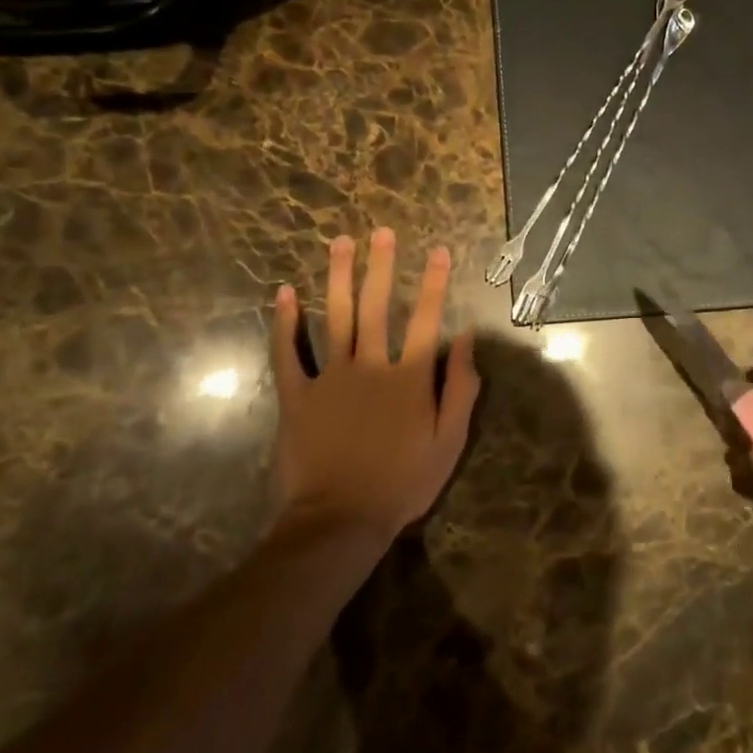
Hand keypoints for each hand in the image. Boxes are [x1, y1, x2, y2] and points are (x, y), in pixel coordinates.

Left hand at [269, 228, 479, 545]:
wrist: (339, 521)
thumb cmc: (402, 483)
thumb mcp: (449, 441)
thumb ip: (461, 388)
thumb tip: (468, 339)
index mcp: (409, 377)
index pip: (426, 319)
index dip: (434, 282)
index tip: (438, 250)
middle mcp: (370, 365)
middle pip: (376, 306)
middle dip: (381, 266)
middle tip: (381, 232)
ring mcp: (329, 377)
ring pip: (334, 317)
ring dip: (338, 278)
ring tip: (340, 243)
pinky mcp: (296, 395)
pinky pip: (287, 353)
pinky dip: (284, 323)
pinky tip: (284, 293)